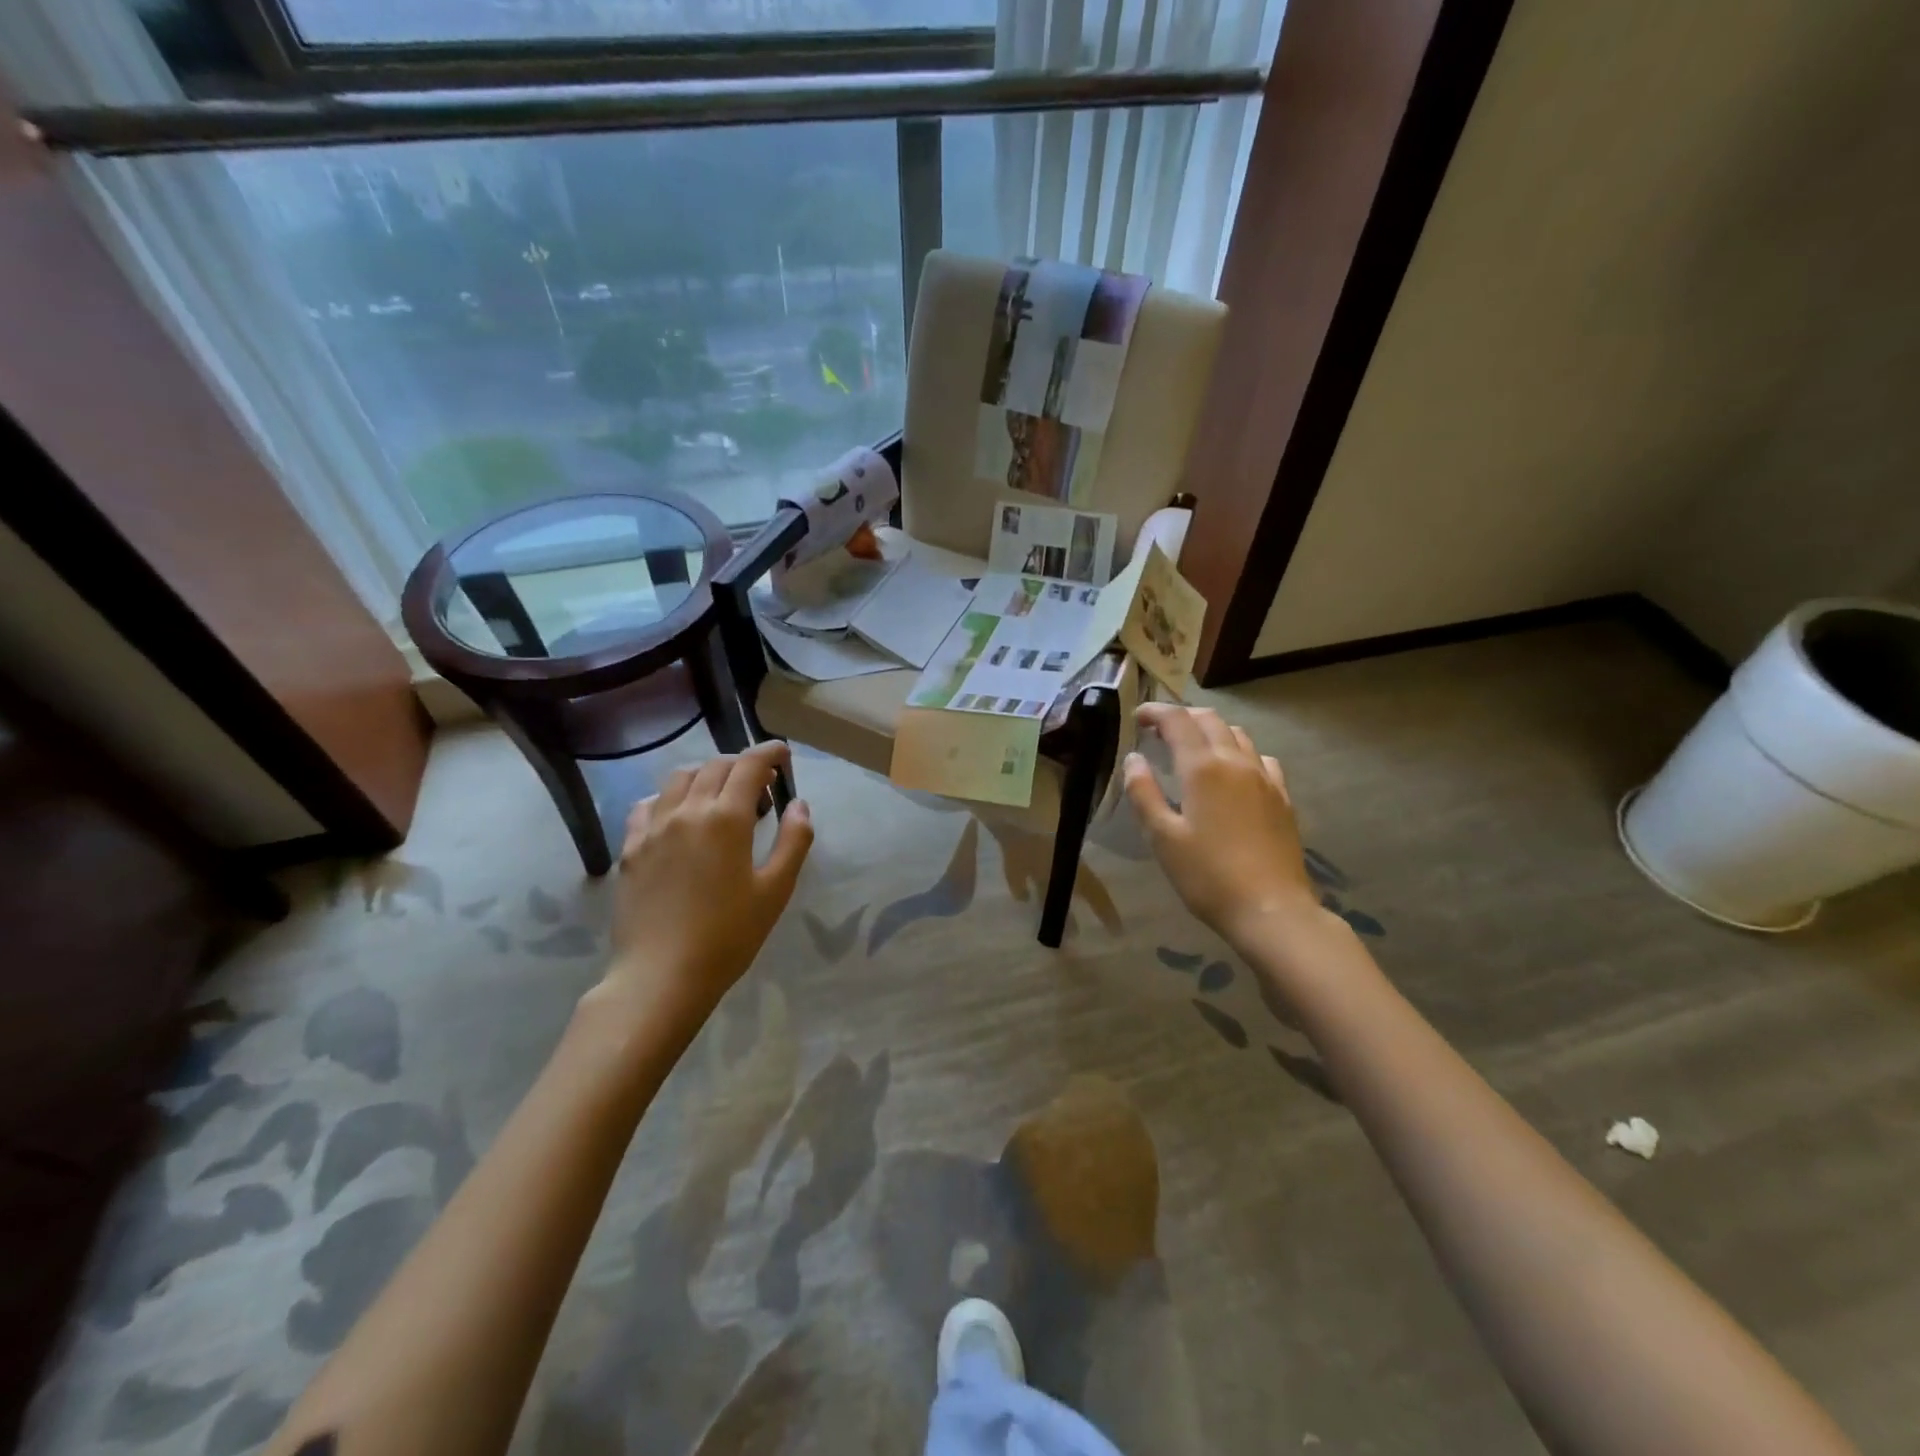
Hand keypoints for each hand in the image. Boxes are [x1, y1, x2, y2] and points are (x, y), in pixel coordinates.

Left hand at [593, 741, 812, 1031]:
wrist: (661, 975)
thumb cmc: (728, 936)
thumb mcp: (776, 890)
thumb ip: (793, 840)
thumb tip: (799, 804)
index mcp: (726, 818)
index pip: (750, 765)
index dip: (769, 752)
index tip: (783, 753)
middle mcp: (687, 811)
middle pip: (715, 765)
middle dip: (742, 764)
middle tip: (761, 786)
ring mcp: (653, 827)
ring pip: (679, 778)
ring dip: (706, 775)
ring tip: (721, 797)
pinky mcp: (630, 847)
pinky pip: (648, 804)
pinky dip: (670, 797)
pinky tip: (679, 816)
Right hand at [1124, 704, 1322, 951]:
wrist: (1271, 909)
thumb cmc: (1207, 876)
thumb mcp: (1162, 837)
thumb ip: (1144, 793)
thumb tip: (1133, 759)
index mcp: (1203, 768)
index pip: (1178, 721)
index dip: (1155, 712)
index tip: (1138, 717)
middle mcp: (1236, 762)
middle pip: (1210, 720)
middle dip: (1182, 717)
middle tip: (1159, 730)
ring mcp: (1265, 778)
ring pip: (1238, 735)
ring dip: (1211, 730)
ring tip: (1193, 746)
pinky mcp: (1282, 797)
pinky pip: (1260, 759)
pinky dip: (1240, 752)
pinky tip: (1234, 772)